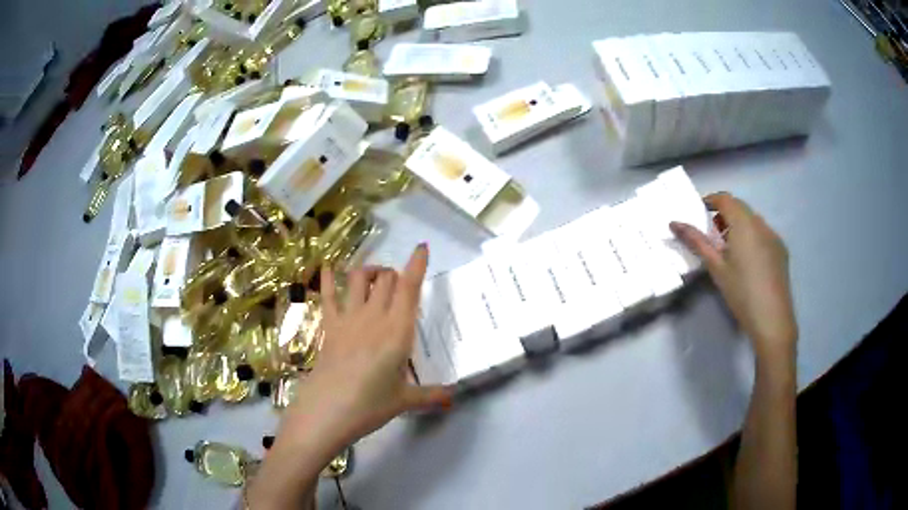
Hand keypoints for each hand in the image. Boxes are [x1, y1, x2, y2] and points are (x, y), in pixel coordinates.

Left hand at [248, 246, 452, 509]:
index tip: (422, 247)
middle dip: (395, 274)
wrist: (328, 411)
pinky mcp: (328, 326)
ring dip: (369, 271)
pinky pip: (327, 295)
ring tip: (375, 277)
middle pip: (386, 279)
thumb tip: (453, 399)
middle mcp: (374, 317)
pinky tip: (327, 268)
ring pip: (358, 278)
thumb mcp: (405, 401)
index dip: (417, 265)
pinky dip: (327, 279)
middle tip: (400, 285)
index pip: (409, 288)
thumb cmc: (370, 406)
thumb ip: (431, 396)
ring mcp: (348, 319)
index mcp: (398, 331)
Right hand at [670, 193, 796, 360]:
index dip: (711, 200)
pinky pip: (763, 234)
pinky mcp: (781, 251)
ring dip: (738, 226)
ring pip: (753, 221)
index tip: (699, 212)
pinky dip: (752, 237)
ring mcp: (774, 237)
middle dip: (724, 215)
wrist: (772, 320)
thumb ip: (696, 242)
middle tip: (712, 235)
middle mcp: (761, 224)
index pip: (725, 199)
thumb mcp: (716, 268)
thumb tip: (674, 223)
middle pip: (740, 208)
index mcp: (744, 224)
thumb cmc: (741, 293)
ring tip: (729, 250)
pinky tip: (748, 262)